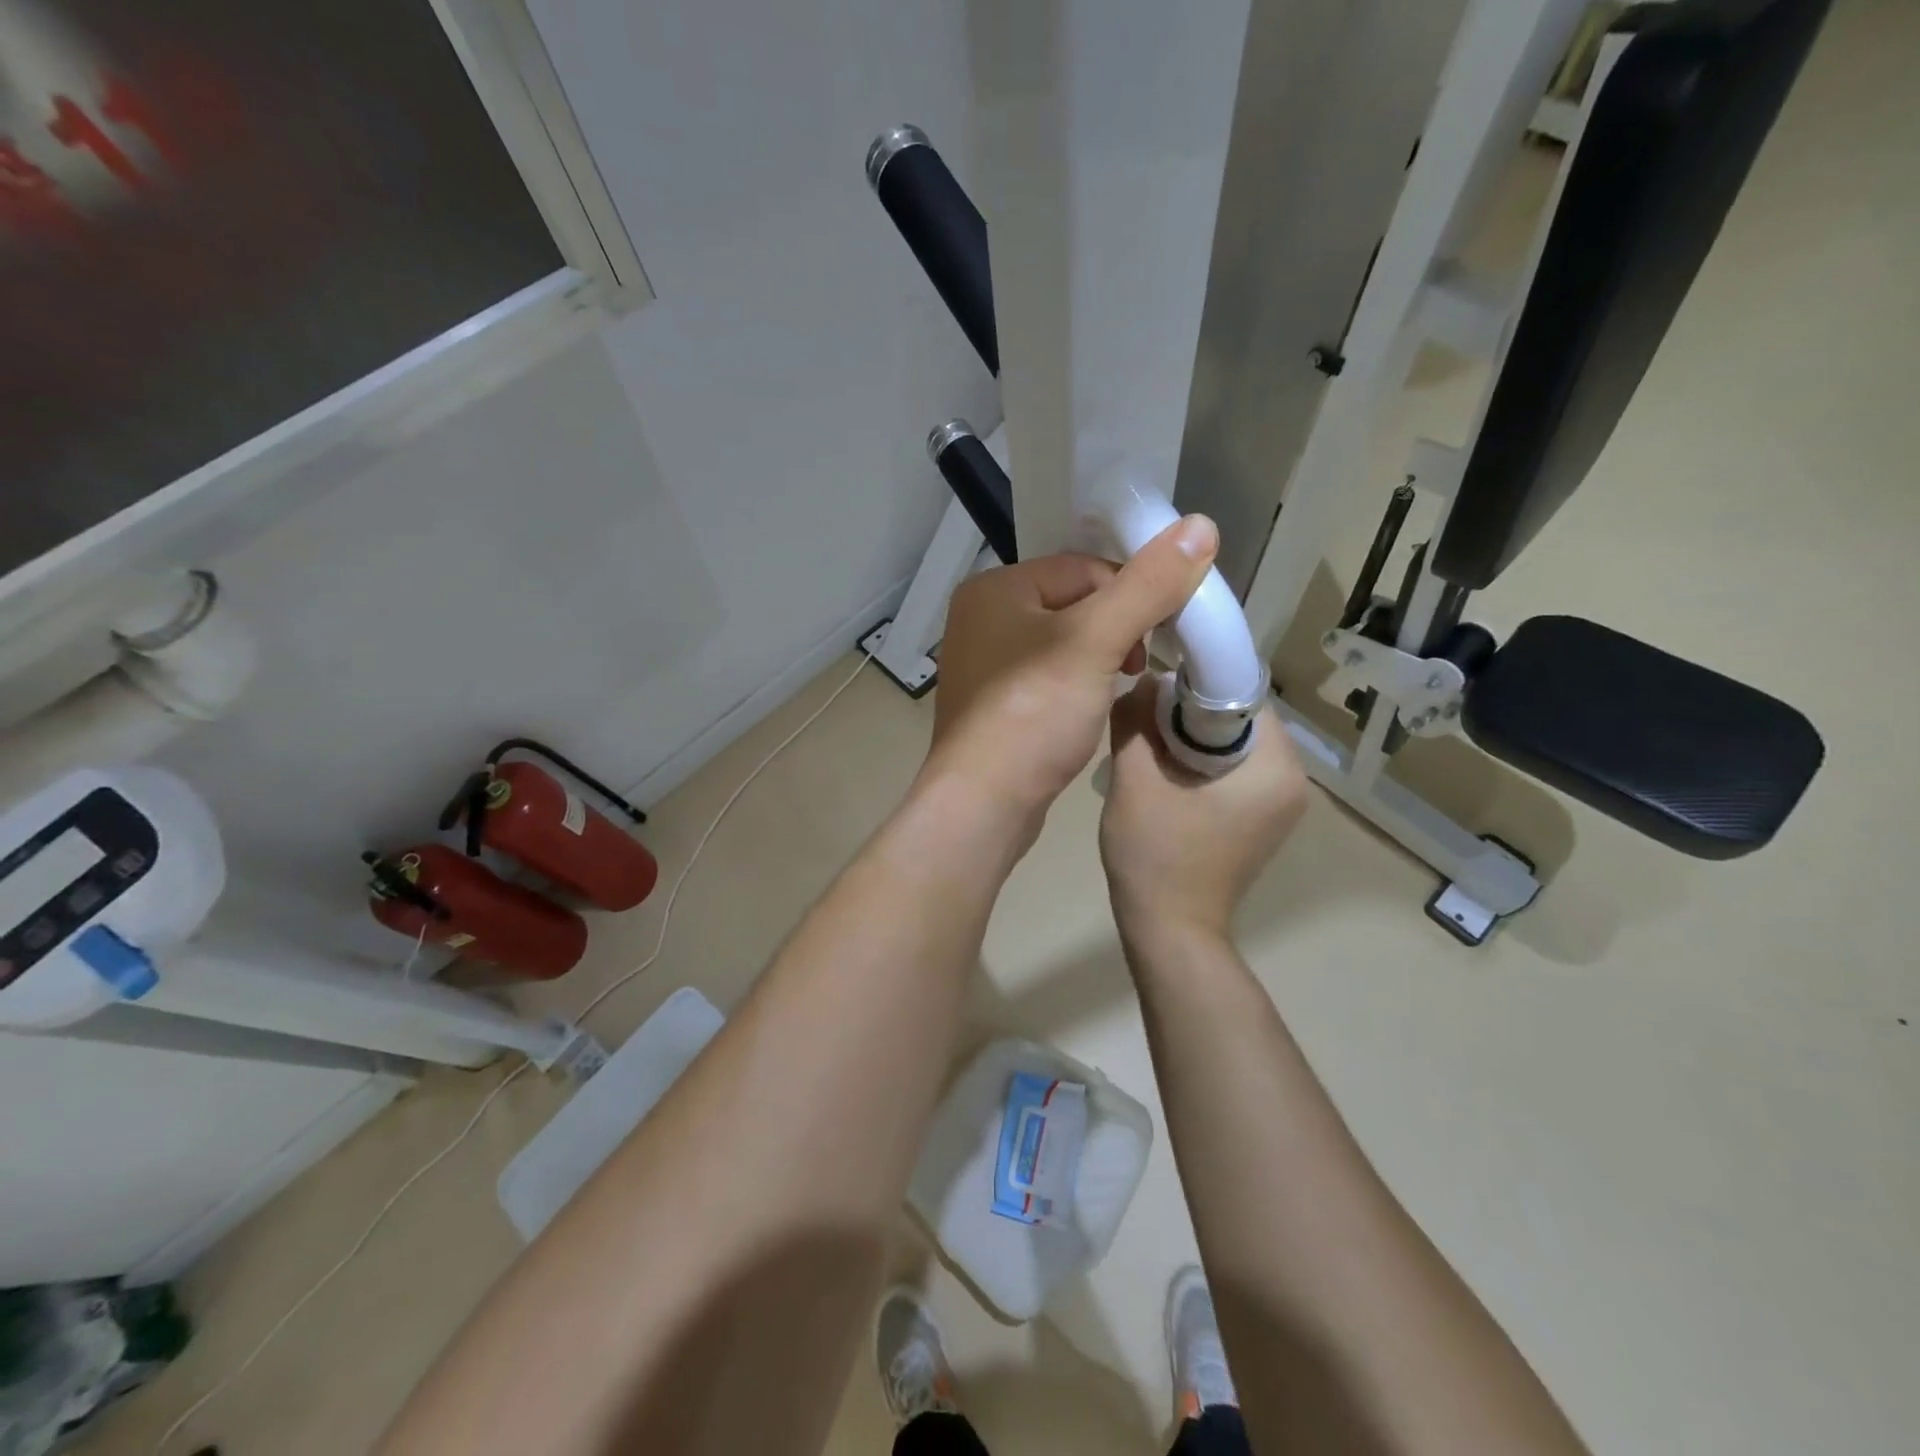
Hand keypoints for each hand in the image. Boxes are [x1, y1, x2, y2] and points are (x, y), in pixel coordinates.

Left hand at [923, 516, 1219, 838]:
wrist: (983, 804)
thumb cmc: (1034, 714)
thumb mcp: (1096, 642)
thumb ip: (1147, 585)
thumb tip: (1200, 524)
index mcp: (994, 589)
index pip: (1082, 568)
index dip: (1129, 594)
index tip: (1158, 633)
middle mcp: (981, 619)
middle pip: (1073, 604)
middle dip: (1116, 630)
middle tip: (1137, 667)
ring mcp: (983, 665)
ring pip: (1062, 644)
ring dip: (1100, 660)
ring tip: (1117, 689)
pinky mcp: (993, 705)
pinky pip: (1047, 678)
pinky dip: (1075, 686)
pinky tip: (1087, 711)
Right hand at [1099, 680, 1307, 942]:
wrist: (1169, 929)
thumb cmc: (1155, 854)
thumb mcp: (1135, 779)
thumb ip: (1137, 720)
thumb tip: (1145, 683)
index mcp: (1275, 767)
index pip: (1243, 694)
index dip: (1196, 682)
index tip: (1156, 683)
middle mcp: (1293, 782)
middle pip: (1240, 719)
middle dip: (1191, 711)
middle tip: (1145, 714)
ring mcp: (1280, 805)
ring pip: (1235, 745)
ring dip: (1193, 737)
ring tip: (1150, 742)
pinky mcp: (1262, 821)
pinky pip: (1235, 771)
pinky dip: (1202, 762)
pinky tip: (1167, 772)